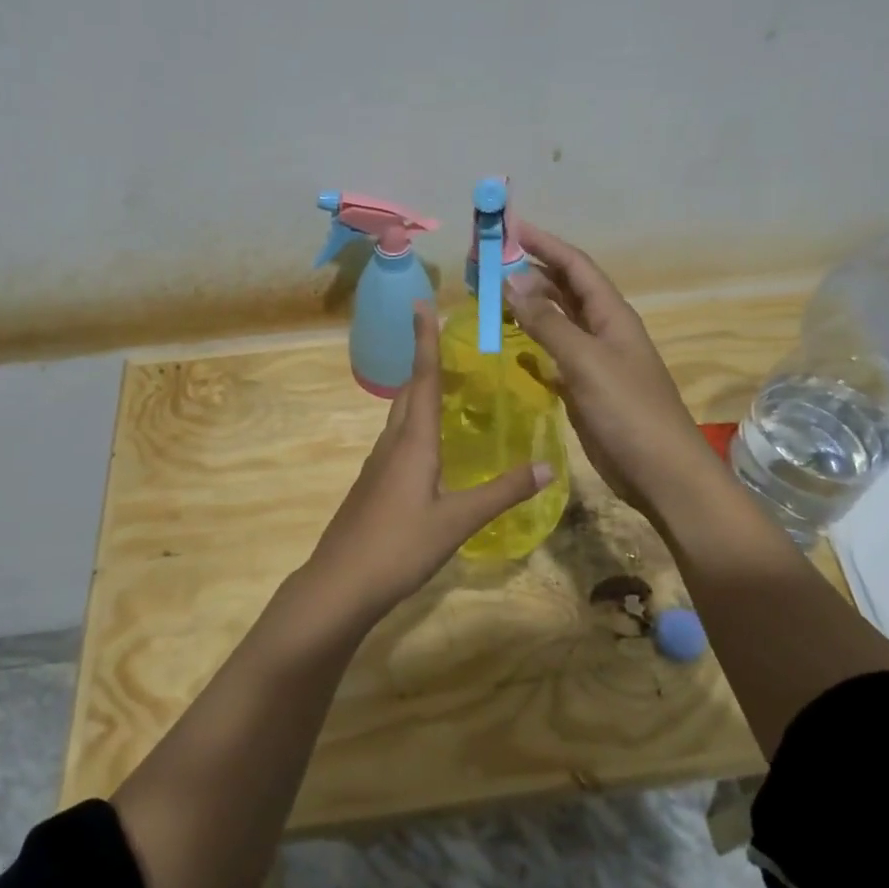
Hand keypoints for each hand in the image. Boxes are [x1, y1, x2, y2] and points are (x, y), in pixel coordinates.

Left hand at [305, 303, 551, 620]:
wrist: (340, 583)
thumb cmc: (399, 545)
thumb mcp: (458, 520)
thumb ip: (502, 492)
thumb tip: (548, 466)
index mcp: (412, 441)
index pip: (422, 378)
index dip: (425, 341)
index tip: (421, 304)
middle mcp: (392, 443)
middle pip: (408, 392)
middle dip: (426, 364)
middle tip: (450, 345)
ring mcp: (377, 465)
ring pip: (400, 417)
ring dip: (420, 394)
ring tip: (447, 389)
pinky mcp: (372, 485)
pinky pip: (397, 440)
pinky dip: (415, 425)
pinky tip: (430, 446)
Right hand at [506, 222, 715, 517]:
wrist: (660, 473)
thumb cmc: (628, 411)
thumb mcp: (586, 361)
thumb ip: (548, 322)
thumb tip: (512, 280)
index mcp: (611, 315)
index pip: (575, 266)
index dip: (544, 243)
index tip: (508, 227)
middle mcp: (602, 330)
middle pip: (563, 289)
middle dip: (528, 272)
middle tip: (486, 264)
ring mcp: (593, 360)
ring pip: (556, 321)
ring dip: (527, 307)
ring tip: (489, 297)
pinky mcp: (583, 388)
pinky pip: (553, 355)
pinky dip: (532, 345)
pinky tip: (510, 345)